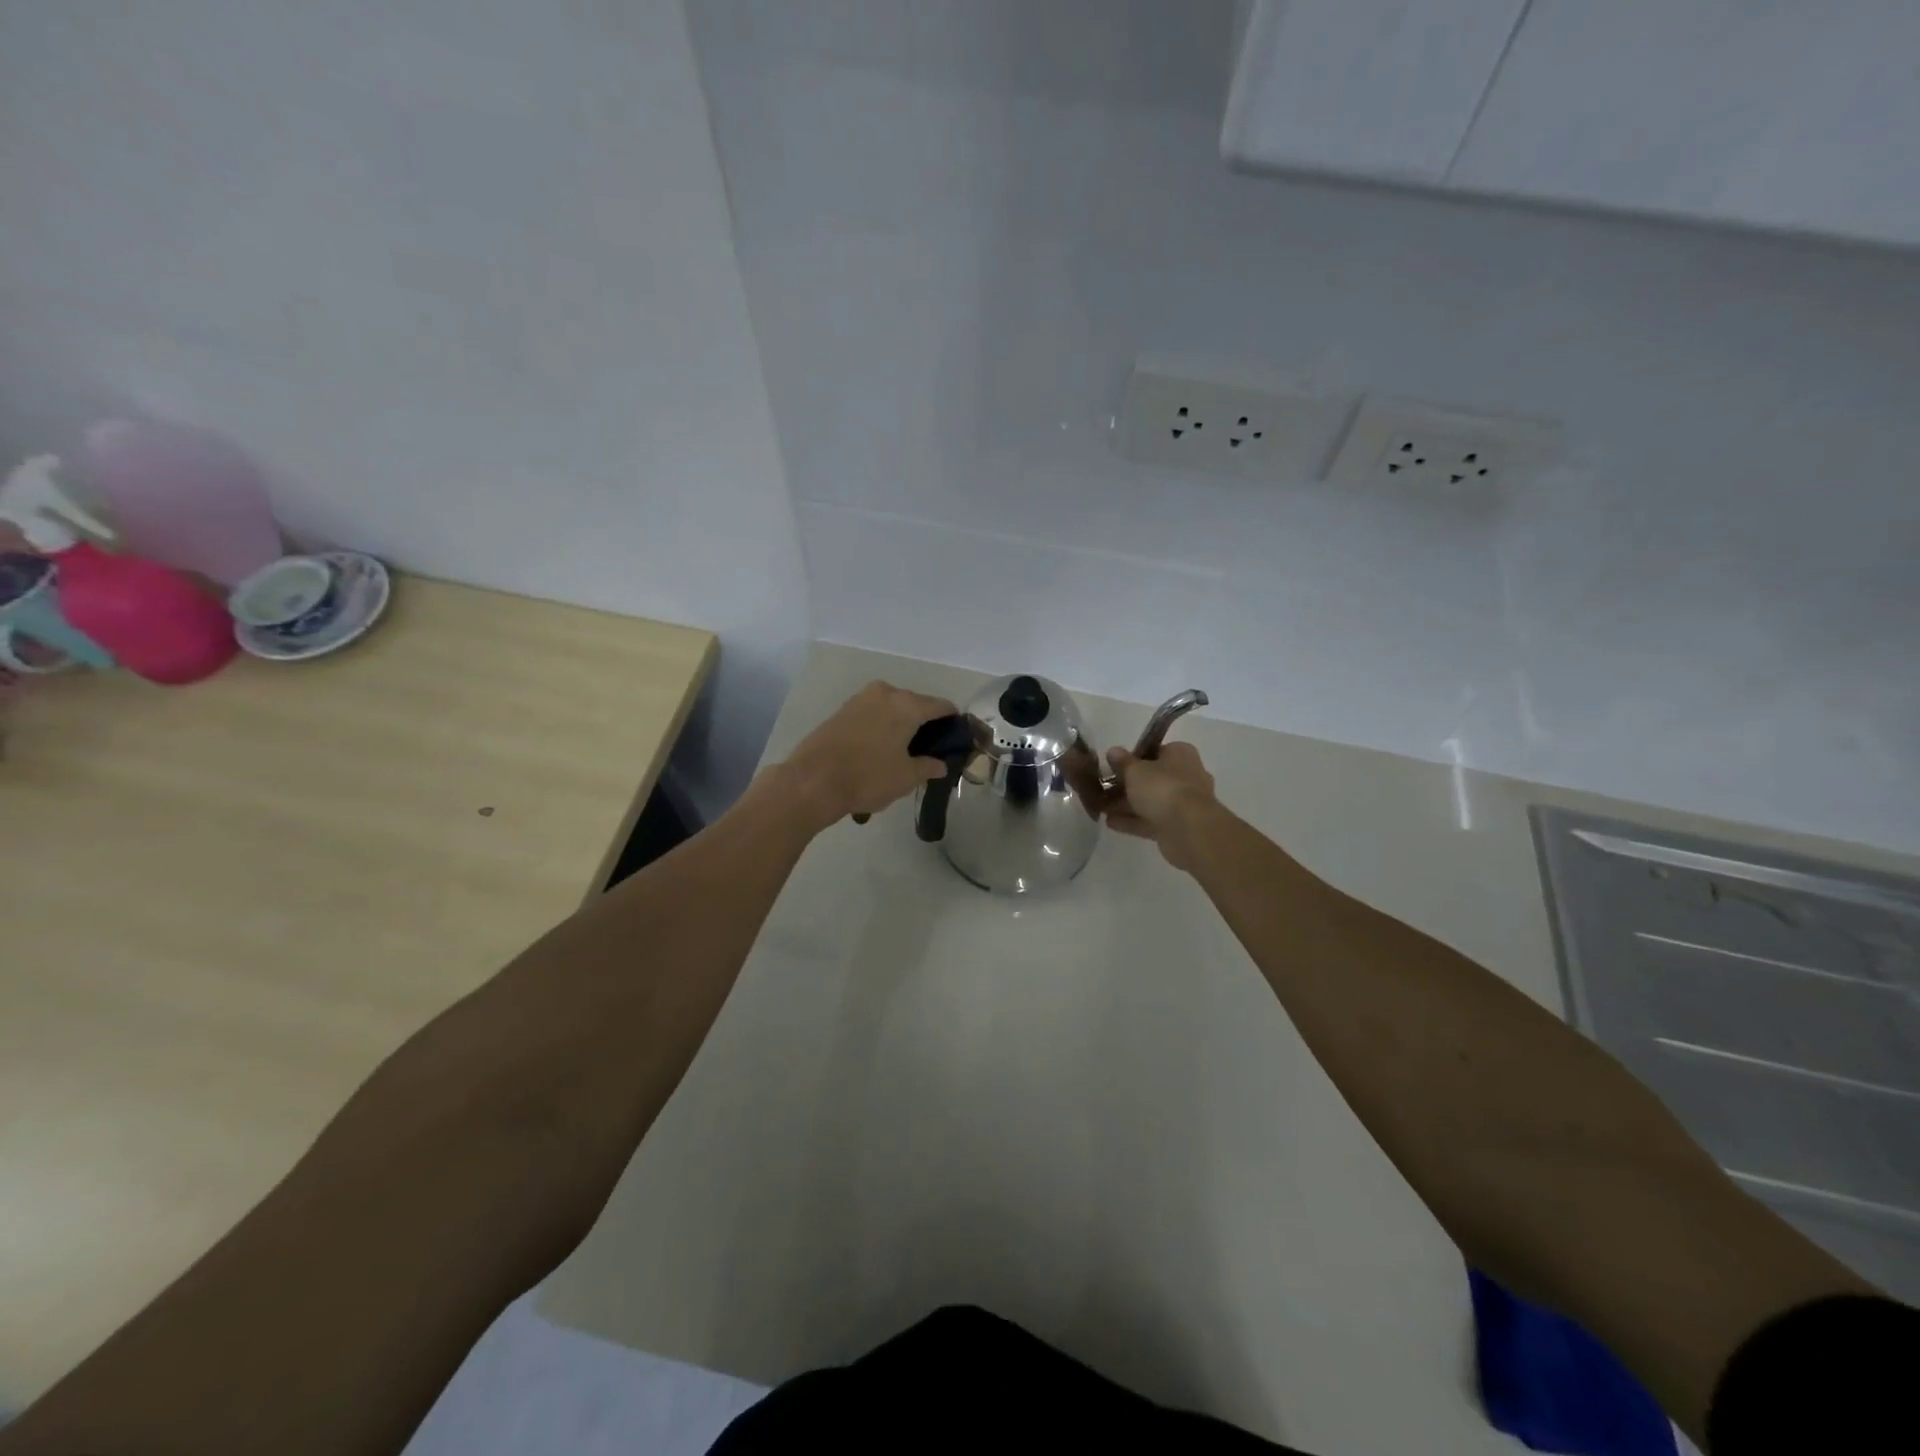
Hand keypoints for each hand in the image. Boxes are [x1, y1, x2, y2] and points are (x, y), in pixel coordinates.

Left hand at [781, 680, 957, 827]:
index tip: (955, 738)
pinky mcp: (841, 711)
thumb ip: (928, 767)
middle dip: (924, 724)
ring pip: (891, 708)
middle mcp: (885, 693)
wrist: (812, 781)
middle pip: (915, 704)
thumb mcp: (906, 778)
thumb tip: (940, 764)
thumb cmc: (868, 777)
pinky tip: (878, 749)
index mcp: (907, 705)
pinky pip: (872, 714)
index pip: (941, 706)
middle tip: (928, 750)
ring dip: (900, 725)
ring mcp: (860, 699)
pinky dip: (880, 727)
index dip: (952, 721)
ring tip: (902, 752)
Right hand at [1103, 741, 1218, 870]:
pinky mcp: (1179, 826)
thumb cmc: (1162, 788)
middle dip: (1128, 785)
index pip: (1156, 751)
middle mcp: (1187, 776)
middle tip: (1104, 789)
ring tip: (1102, 808)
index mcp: (1181, 754)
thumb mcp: (1135, 770)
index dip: (1134, 758)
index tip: (1114, 766)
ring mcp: (1184, 803)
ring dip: (1127, 805)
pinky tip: (1110, 823)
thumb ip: (1122, 762)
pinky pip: (1151, 820)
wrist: (1189, 828)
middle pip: (1153, 778)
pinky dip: (1132, 821)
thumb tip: (1113, 751)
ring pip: (1151, 801)